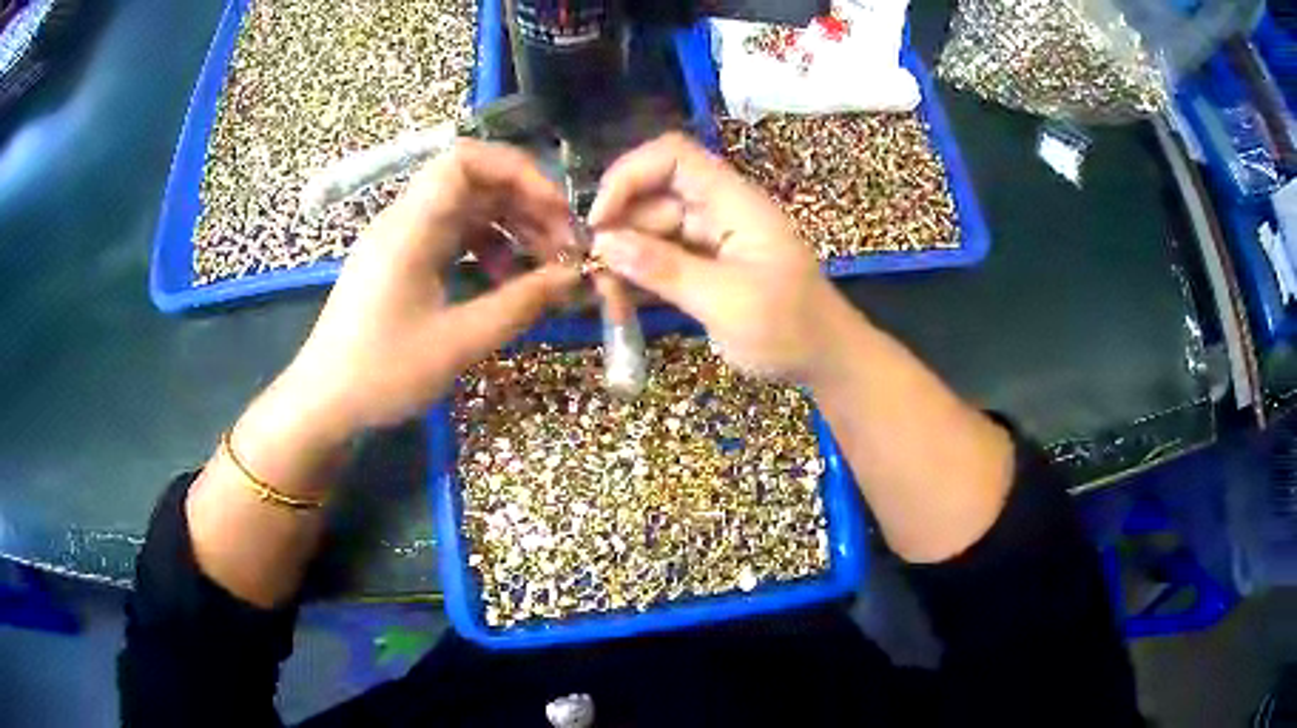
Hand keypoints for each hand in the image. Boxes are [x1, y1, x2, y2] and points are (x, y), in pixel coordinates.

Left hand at [280, 139, 580, 437]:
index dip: (519, 172)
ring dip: (510, 227)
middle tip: (564, 246)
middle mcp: (406, 220)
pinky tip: (505, 279)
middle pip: (475, 182)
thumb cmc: (382, 372)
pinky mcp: (400, 261)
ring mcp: (401, 239)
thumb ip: (521, 303)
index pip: (468, 160)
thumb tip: (575, 276)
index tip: (557, 211)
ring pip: (467, 209)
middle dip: (526, 204)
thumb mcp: (458, 342)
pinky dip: (486, 248)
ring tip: (544, 265)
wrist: (324, 402)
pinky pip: (452, 235)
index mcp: (412, 226)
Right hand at [588, 132, 843, 380]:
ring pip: (654, 227)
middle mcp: (721, 210)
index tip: (600, 220)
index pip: (673, 157)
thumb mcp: (726, 302)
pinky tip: (620, 297)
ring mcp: (714, 238)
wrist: (826, 360)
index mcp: (734, 202)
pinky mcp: (709, 264)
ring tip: (604, 292)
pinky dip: (641, 272)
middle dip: (620, 223)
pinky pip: (664, 255)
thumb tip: (604, 243)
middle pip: (656, 193)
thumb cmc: (788, 329)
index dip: (629, 175)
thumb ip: (666, 269)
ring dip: (625, 253)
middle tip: (592, 269)